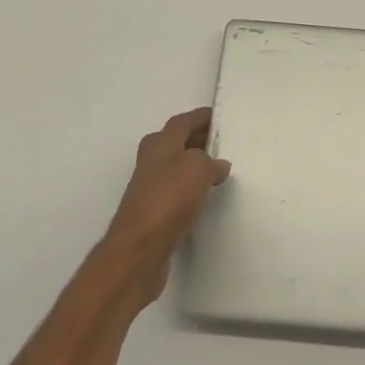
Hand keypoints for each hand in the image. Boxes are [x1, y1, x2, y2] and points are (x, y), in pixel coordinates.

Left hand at [100, 108, 231, 303]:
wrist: (140, 249)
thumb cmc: (168, 199)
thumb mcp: (198, 168)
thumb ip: (211, 162)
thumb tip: (218, 165)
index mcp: (159, 143)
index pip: (182, 121)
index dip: (200, 117)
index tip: (218, 115)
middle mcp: (151, 161)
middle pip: (178, 143)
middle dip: (199, 140)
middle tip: (224, 141)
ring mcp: (150, 188)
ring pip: (177, 167)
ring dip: (196, 165)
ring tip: (221, 168)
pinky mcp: (153, 213)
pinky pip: (177, 191)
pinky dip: (192, 189)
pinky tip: (206, 197)